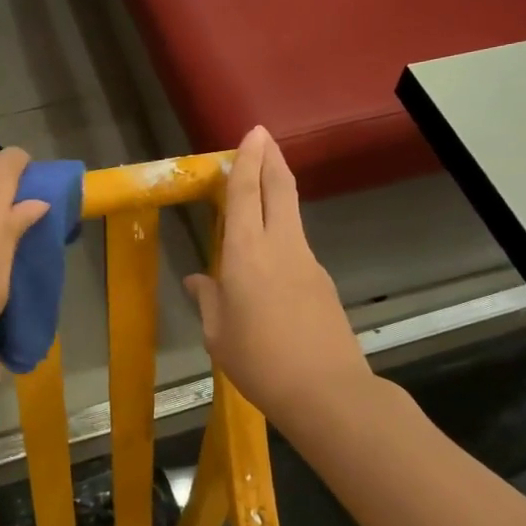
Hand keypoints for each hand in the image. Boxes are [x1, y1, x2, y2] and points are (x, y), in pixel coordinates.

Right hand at [185, 127, 370, 427]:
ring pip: (292, 214)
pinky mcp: (322, 281)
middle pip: (281, 189)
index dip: (248, 160)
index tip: (252, 134)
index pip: (247, 193)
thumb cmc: (259, 361)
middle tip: (264, 137)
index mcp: (246, 253)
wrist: (326, 391)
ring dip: (279, 192)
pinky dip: (282, 232)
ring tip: (262, 188)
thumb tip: (199, 280)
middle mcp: (281, 246)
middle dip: (272, 159)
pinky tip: (269, 257)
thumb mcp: (218, 334)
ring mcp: (307, 261)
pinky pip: (297, 245)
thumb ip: (208, 299)